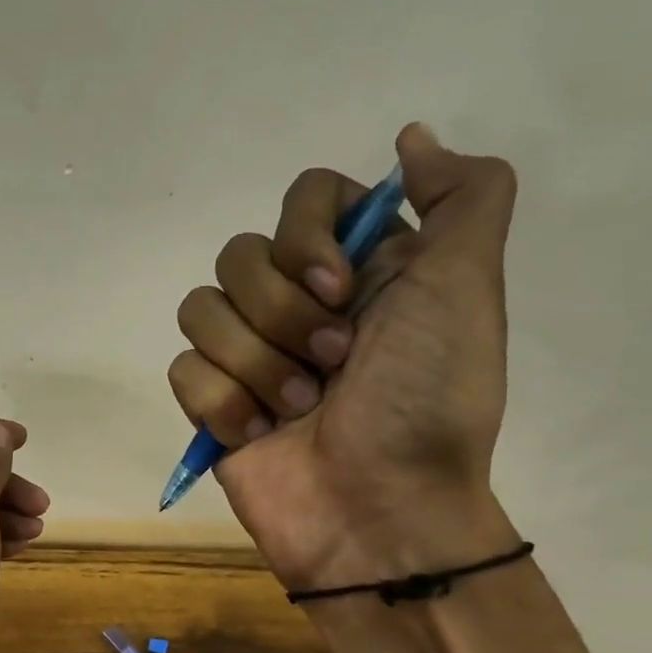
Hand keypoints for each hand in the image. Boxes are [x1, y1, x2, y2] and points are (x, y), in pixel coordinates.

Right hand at [168, 123, 519, 589]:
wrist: (380, 513)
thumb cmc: (427, 404)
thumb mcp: (468, 290)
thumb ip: (463, 197)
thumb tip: (410, 139)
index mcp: (359, 269)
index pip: (303, 197)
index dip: (307, 237)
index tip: (341, 290)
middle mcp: (299, 303)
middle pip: (240, 254)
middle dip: (284, 316)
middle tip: (333, 366)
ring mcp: (250, 356)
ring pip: (201, 310)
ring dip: (256, 365)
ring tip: (298, 411)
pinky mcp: (213, 404)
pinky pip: (183, 369)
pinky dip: (222, 403)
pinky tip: (259, 436)